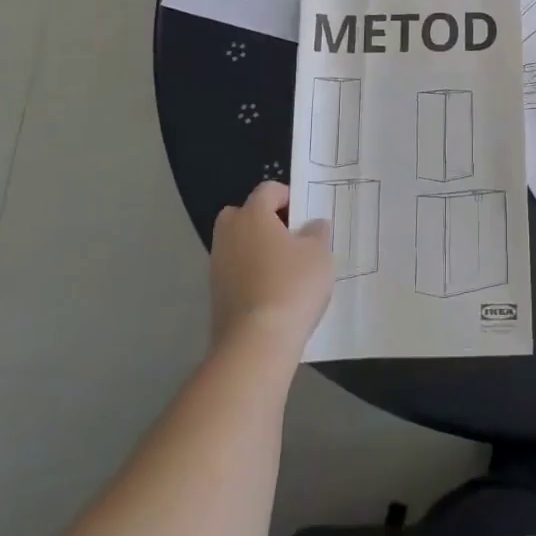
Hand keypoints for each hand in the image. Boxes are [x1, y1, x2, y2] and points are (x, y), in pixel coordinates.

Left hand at [209, 182, 333, 356]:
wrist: (256, 344)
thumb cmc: (292, 286)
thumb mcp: (319, 254)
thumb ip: (317, 233)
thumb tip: (312, 225)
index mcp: (252, 216)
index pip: (267, 190)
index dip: (287, 196)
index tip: (305, 214)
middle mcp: (229, 235)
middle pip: (242, 214)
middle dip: (263, 220)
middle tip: (289, 236)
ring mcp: (217, 267)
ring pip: (237, 245)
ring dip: (255, 249)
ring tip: (284, 268)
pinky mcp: (215, 296)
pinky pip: (234, 272)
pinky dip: (250, 274)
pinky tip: (272, 292)